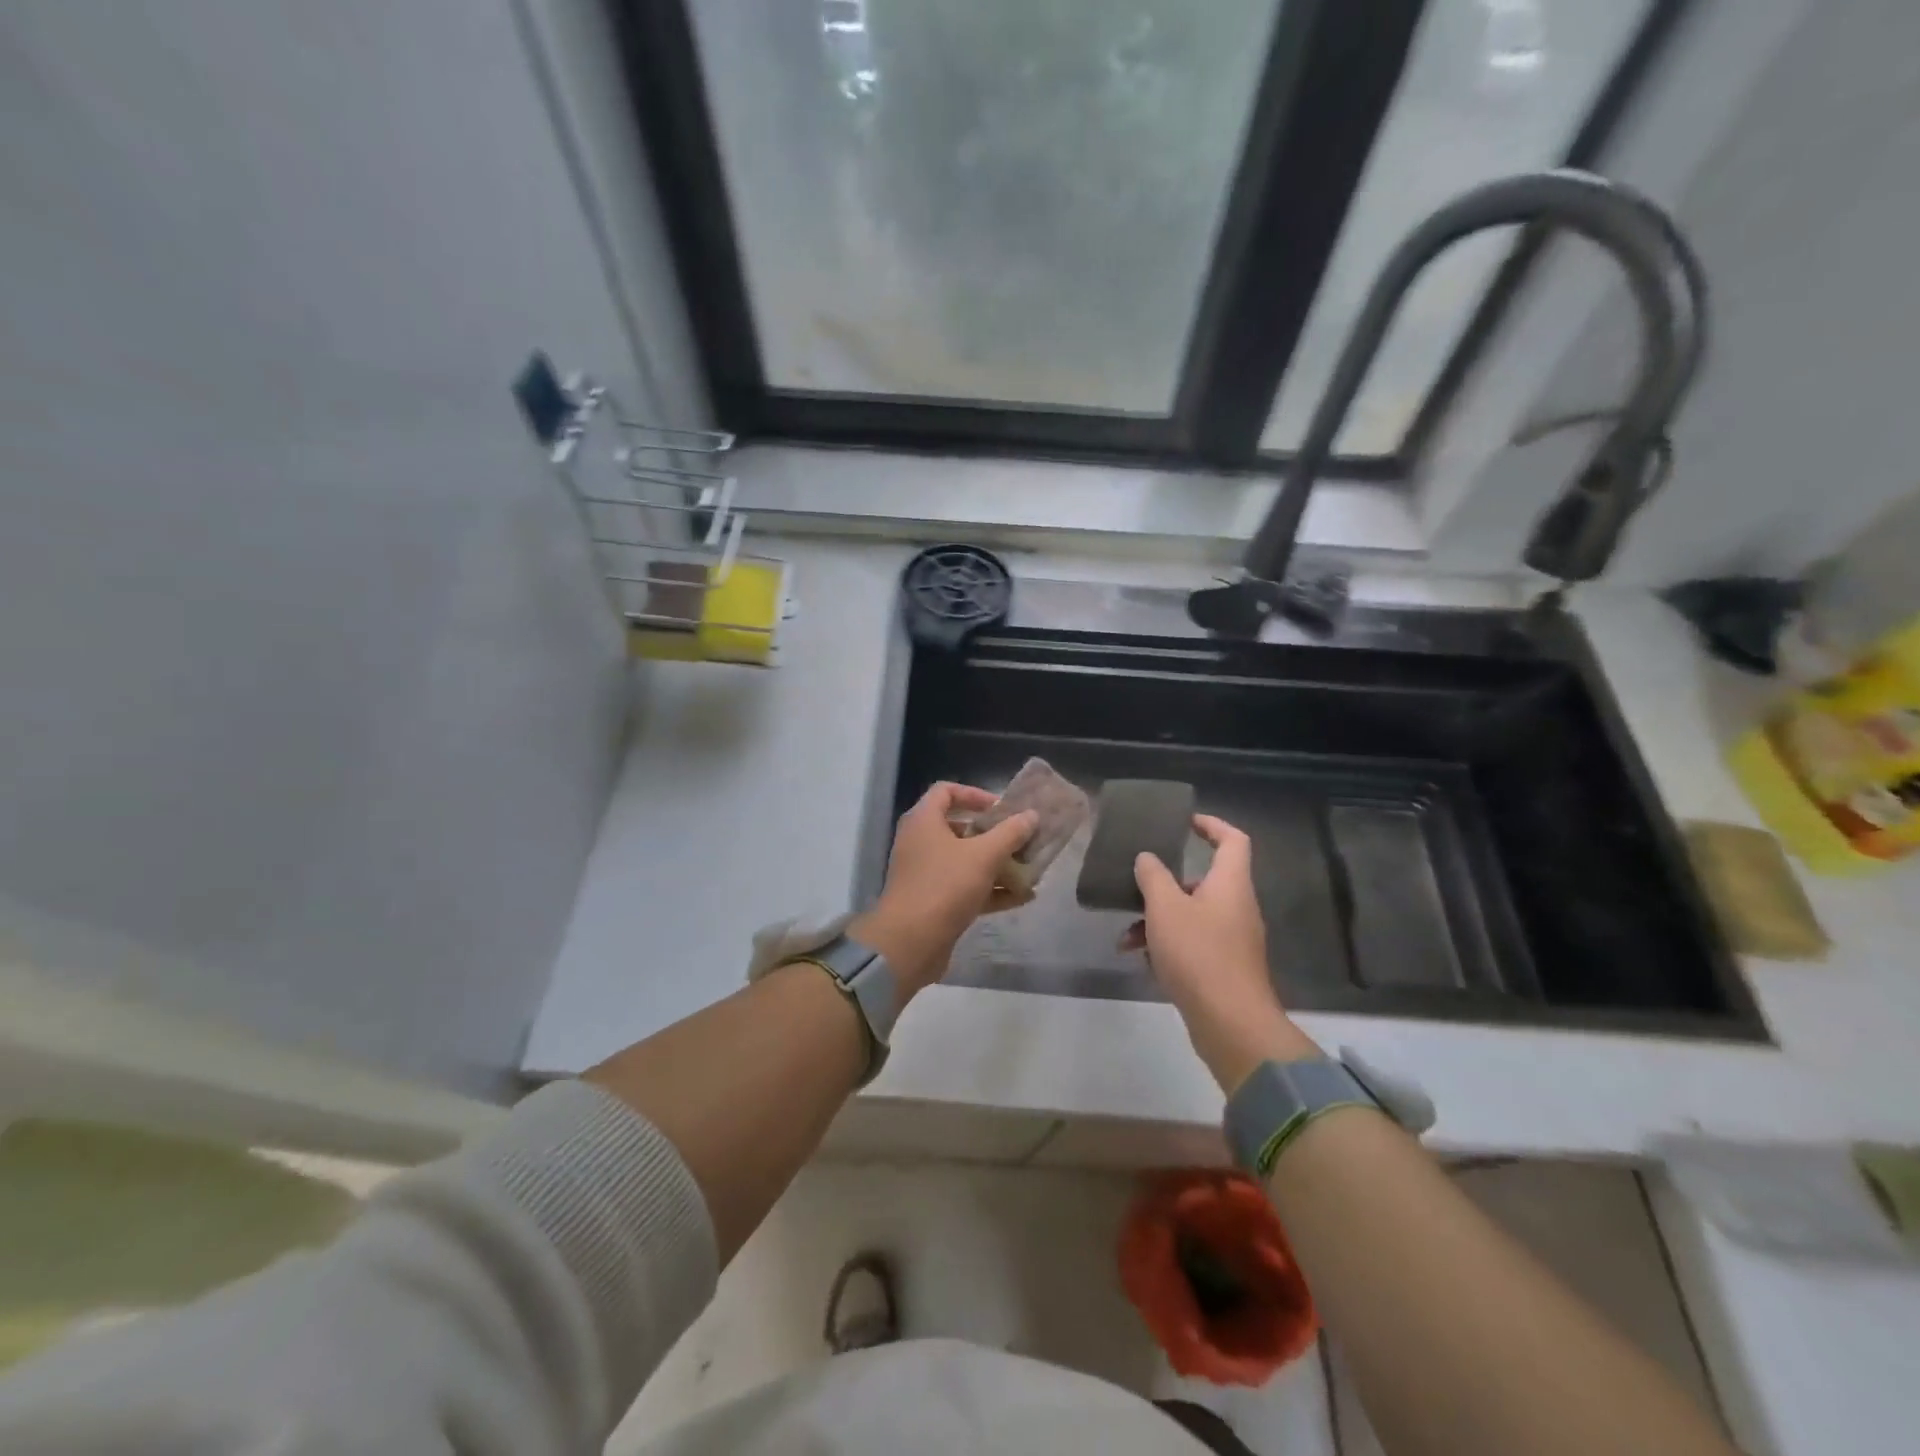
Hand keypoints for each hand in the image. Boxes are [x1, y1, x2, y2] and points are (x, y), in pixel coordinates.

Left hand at [850, 782, 1036, 997]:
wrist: (909, 943)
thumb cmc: (944, 886)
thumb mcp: (983, 856)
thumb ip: (1010, 833)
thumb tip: (1031, 815)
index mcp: (924, 821)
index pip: (946, 791)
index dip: (975, 794)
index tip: (1002, 808)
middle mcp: (920, 842)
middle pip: (959, 827)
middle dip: (993, 834)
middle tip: (1020, 839)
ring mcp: (925, 873)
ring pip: (964, 860)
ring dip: (996, 864)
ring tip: (1029, 869)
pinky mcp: (932, 901)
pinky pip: (964, 888)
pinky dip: (990, 890)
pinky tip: (1021, 898)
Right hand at [1133, 814, 1319, 1091]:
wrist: (1231, 1023)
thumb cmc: (1199, 953)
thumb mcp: (1165, 908)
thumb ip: (1154, 876)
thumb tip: (1148, 858)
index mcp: (1231, 884)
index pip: (1233, 840)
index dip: (1211, 825)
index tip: (1185, 822)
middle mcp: (1237, 907)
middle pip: (1204, 880)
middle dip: (1167, 883)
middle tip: (1139, 885)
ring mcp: (1233, 939)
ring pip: (1192, 915)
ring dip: (1158, 920)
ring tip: (1126, 937)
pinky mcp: (1224, 967)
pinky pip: (1192, 943)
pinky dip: (1167, 945)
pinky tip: (1139, 959)